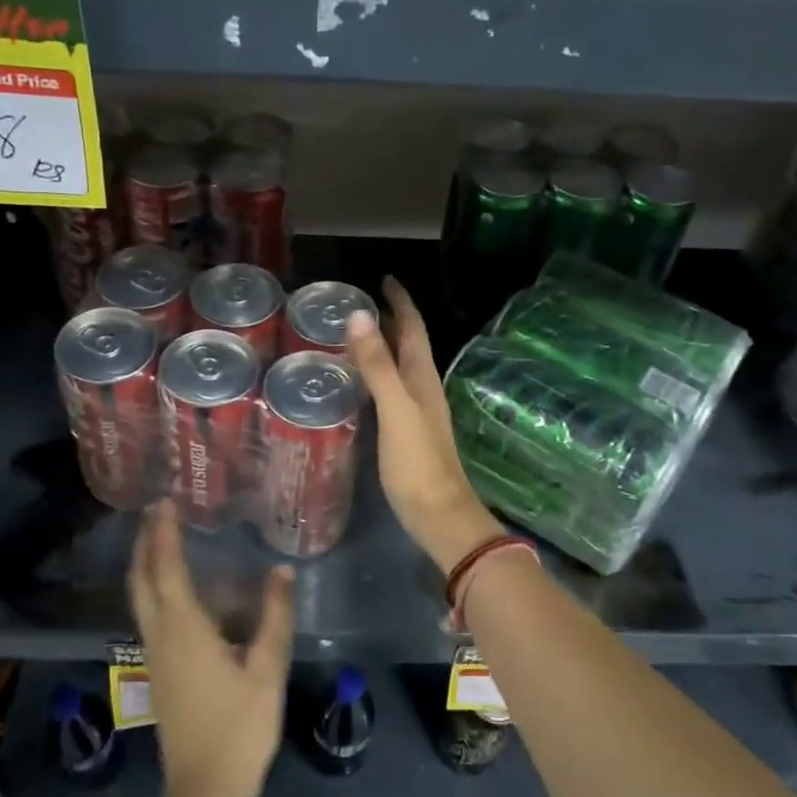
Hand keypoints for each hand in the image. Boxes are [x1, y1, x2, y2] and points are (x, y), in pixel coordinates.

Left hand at [127, 501, 294, 796]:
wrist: (204, 791)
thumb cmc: (239, 728)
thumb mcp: (267, 670)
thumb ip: (274, 617)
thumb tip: (280, 571)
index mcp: (185, 630)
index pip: (166, 569)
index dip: (163, 534)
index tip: (164, 502)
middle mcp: (161, 636)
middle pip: (142, 579)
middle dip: (145, 542)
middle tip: (156, 512)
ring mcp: (154, 656)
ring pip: (140, 598)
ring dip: (146, 564)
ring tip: (161, 538)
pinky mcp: (158, 672)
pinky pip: (149, 615)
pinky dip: (153, 588)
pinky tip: (175, 590)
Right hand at [345, 276, 504, 570]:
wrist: (440, 516)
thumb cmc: (418, 463)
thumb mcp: (395, 410)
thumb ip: (378, 365)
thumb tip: (359, 315)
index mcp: (422, 378)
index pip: (414, 329)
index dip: (401, 303)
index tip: (384, 280)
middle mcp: (423, 389)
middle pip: (409, 345)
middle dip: (391, 320)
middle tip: (361, 304)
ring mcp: (417, 412)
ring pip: (401, 367)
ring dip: (384, 347)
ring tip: (356, 335)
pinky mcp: (408, 433)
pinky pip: (391, 391)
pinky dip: (377, 375)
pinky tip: (361, 385)